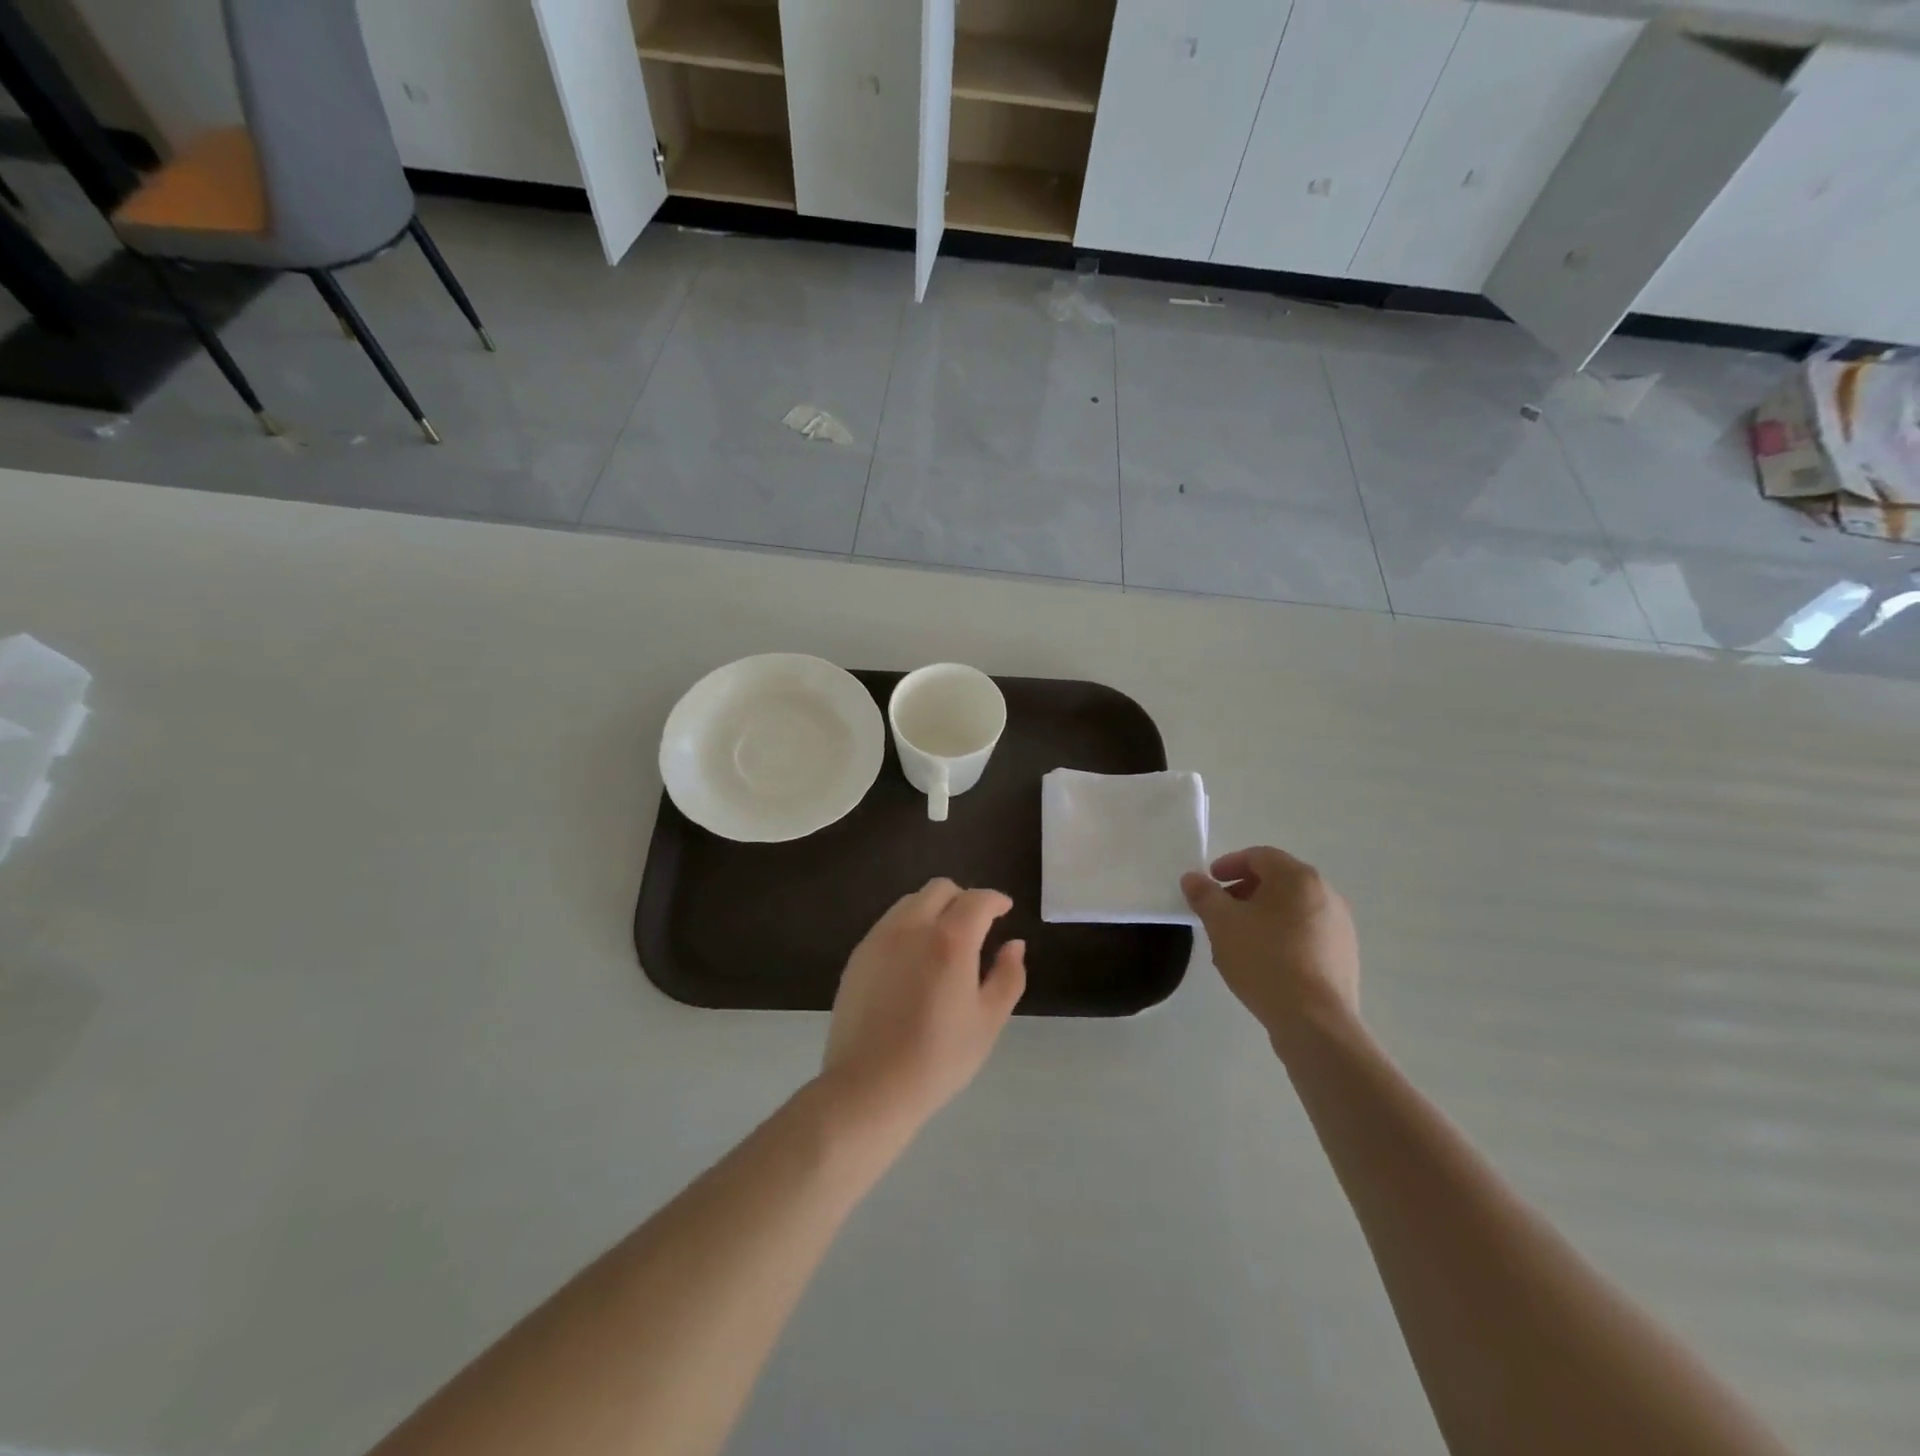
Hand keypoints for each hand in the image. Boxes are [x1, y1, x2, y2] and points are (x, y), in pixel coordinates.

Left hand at [820, 879, 1026, 1128]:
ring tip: (944, 943)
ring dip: (933, 910)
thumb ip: (1008, 976)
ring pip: (910, 902)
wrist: (869, 1086)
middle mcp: (912, 926)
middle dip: (963, 899)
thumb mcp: (988, 1021)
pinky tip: (914, 961)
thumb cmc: (938, 1057)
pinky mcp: (858, 955)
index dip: (995, 900)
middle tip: (976, 926)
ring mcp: (879, 938)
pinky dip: (909, 927)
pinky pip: (889, 924)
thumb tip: (1014, 944)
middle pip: (940, 889)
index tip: (1005, 910)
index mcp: (950, 939)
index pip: (977, 900)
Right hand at [1181, 847, 1359, 1044]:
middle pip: (1278, 881)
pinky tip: (1265, 962)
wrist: (1314, 1022)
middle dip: (1245, 891)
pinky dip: (1283, 936)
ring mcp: (1340, 927)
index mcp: (1298, 878)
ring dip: (1263, 915)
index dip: (1230, 864)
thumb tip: (1193, 878)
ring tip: (1239, 939)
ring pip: (1293, 909)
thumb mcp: (1221, 923)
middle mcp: (1326, 894)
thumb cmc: (1264, 960)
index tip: (1210, 883)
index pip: (1260, 856)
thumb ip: (1204, 895)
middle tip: (1221, 911)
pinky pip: (1307, 934)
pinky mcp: (1344, 956)